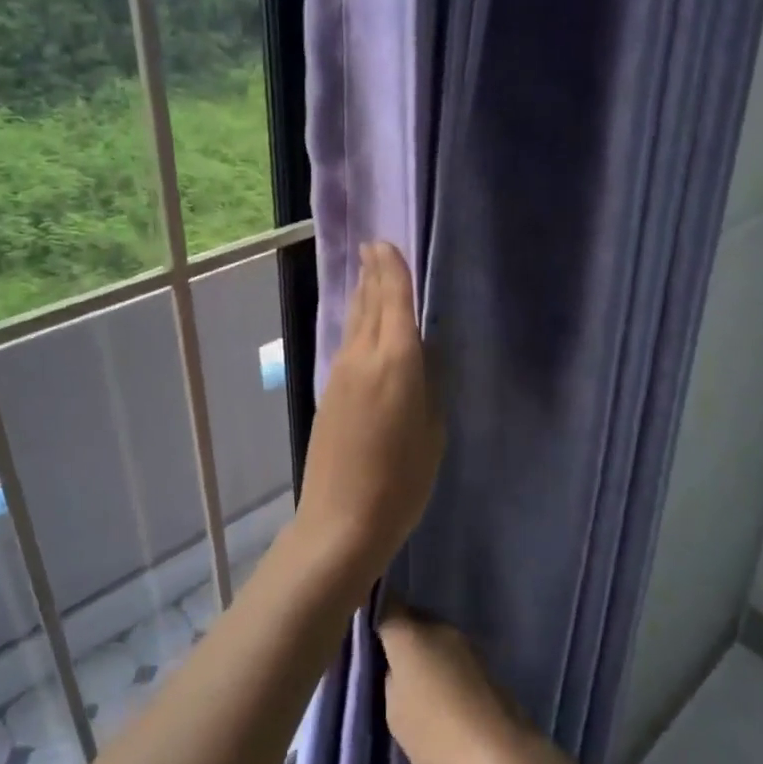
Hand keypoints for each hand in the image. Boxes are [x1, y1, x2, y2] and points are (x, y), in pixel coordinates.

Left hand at [294, 241, 442, 581]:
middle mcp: (363, 356)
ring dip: (362, 295)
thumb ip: (429, 384)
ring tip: (368, 274)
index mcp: (396, 361)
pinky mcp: (329, 392)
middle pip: (369, 304)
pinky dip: (357, 323)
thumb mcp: (433, 431)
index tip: (384, 244)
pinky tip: (361, 323)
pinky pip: (347, 343)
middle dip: (372, 274)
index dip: (391, 270)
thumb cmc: (402, 481)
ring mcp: (340, 373)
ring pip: (355, 322)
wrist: (342, 519)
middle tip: (374, 248)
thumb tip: (425, 353)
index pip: (393, 300)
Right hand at [379, 607, 534, 763]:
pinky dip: (442, 667)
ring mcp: (465, 643)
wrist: (501, 755)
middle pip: (412, 619)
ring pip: (433, 637)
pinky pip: (451, 655)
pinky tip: (439, 694)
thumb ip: (391, 680)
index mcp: (409, 634)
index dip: (373, 610)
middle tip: (386, 662)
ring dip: (423, 652)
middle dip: (399, 635)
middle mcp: (438, 627)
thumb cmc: (437, 732)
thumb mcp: (395, 713)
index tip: (364, 627)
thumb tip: (397, 667)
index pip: (386, 604)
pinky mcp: (484, 663)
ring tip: (413, 683)